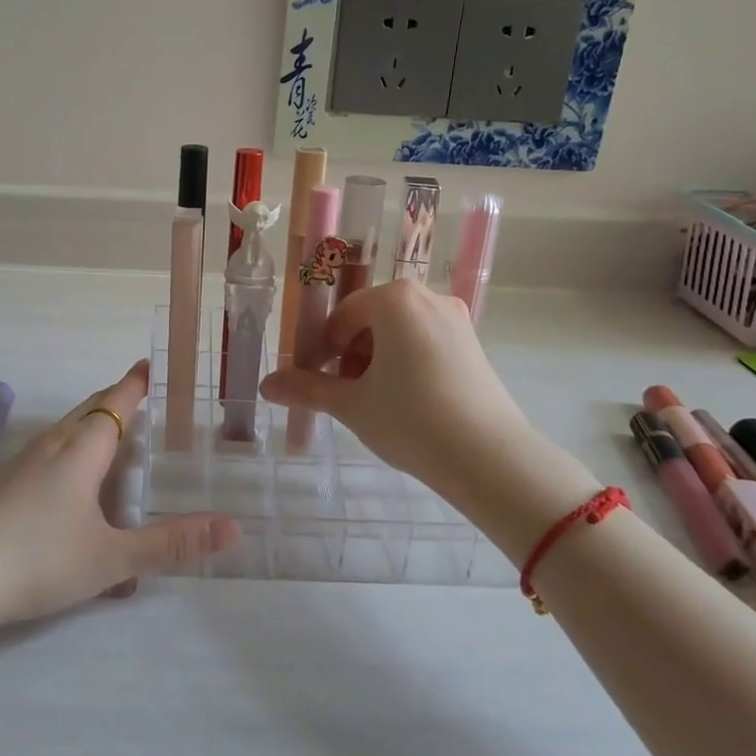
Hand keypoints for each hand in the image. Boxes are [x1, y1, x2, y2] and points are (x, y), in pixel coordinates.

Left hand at [0, 361, 237, 656]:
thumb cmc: (38, 560)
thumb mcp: (112, 558)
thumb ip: (171, 545)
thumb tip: (234, 528)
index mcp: (81, 451)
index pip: (115, 404)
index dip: (135, 384)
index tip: (151, 364)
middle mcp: (51, 448)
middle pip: (87, 410)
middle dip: (114, 398)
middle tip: (139, 394)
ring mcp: (20, 467)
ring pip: (63, 431)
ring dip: (89, 422)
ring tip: (110, 431)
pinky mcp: (0, 489)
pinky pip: (46, 453)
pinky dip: (69, 449)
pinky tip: (67, 479)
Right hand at [259, 281, 541, 519]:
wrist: (489, 458)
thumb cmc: (410, 420)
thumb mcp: (351, 405)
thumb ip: (307, 389)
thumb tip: (266, 385)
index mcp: (394, 300)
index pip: (343, 315)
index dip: (324, 348)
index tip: (318, 380)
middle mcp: (428, 298)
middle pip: (373, 319)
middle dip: (352, 354)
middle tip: (347, 393)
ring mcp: (457, 320)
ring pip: (401, 332)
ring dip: (379, 359)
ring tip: (376, 402)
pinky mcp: (475, 345)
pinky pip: (427, 343)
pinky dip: (408, 364)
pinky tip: (408, 402)